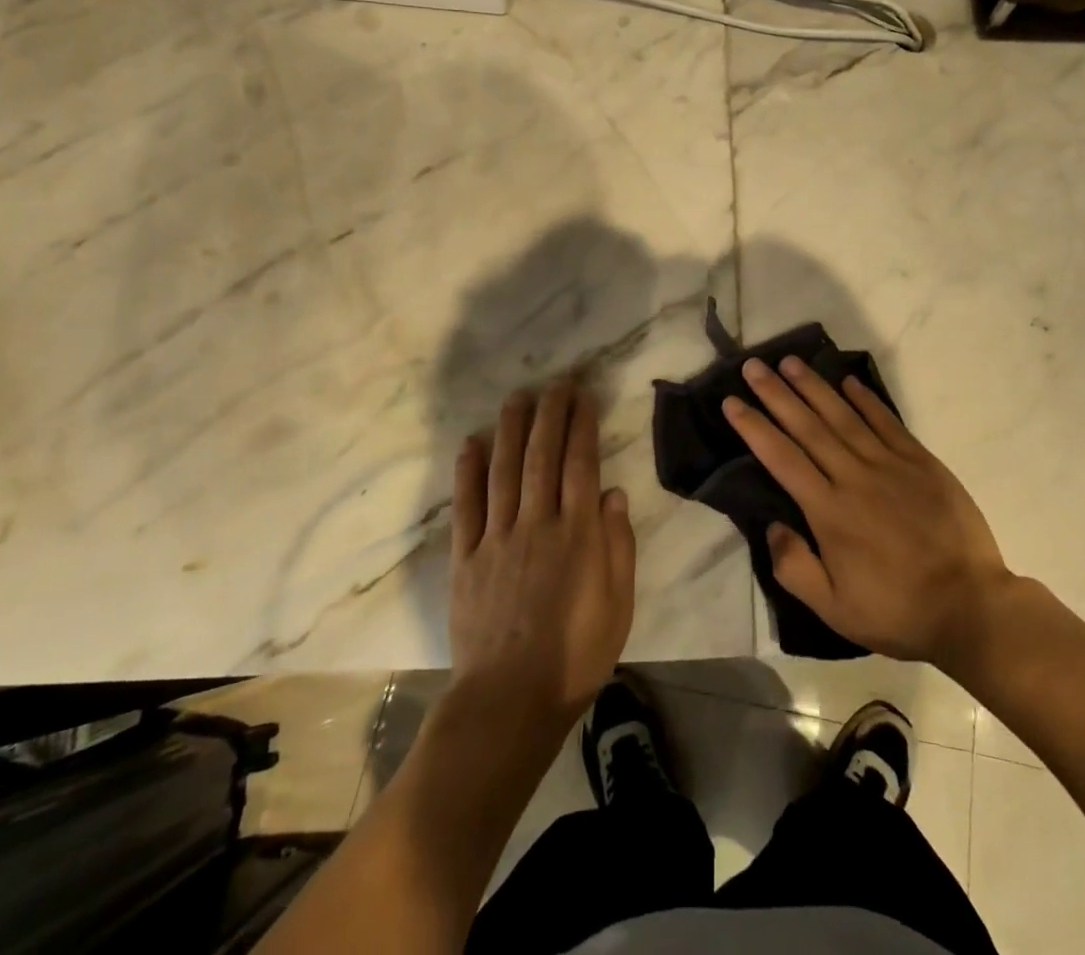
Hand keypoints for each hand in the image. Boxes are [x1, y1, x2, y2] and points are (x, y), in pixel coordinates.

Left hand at [449, 379, 636, 730]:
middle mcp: (537, 524)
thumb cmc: (576, 656)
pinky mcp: (466, 558)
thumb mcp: (618, 605)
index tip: (583, 397)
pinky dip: (467, 471)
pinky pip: (466, 506)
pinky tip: (471, 443)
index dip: (582, 426)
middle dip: (549, 414)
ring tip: (517, 397)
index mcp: (577, 535)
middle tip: (555, 383)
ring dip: (510, 429)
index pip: (580, 464)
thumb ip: (618, 546)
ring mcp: (497, 538)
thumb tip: (612, 493)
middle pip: (542, 456)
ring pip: (504, 470)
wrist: (509, 701)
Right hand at [724, 357, 1011, 676]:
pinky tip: (848, 380)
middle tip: (753, 365)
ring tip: (791, 362)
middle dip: (777, 393)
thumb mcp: (834, 609)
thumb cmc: (897, 611)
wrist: (971, 607)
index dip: (754, 427)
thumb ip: (794, 567)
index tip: (732, 401)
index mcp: (829, 511)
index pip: (782, 457)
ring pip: (843, 416)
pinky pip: (887, 422)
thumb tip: (772, 525)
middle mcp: (854, 477)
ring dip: (814, 386)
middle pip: (807, 426)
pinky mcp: (921, 462)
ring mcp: (890, 465)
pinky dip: (866, 399)